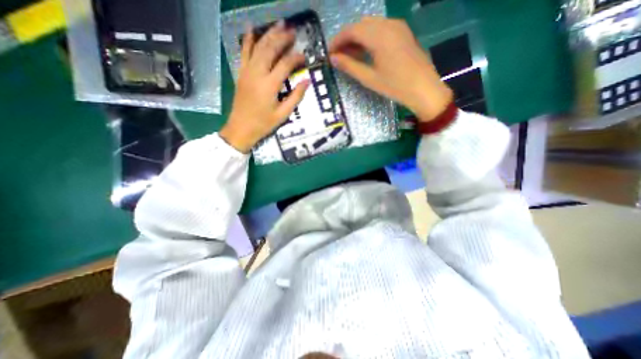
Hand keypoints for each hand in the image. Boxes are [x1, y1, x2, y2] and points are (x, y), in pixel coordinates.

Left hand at [220, 22, 310, 152]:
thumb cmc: (263, 124)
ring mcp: (247, 71)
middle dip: (283, 38)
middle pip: (271, 49)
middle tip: (293, 33)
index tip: (304, 57)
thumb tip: (307, 81)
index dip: (296, 58)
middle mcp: (258, 73)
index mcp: (270, 85)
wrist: (241, 128)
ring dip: (269, 34)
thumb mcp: (283, 114)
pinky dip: (248, 39)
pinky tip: (252, 29)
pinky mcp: (241, 73)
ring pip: (258, 46)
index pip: (285, 64)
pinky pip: (244, 52)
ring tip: (279, 25)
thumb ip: (295, 97)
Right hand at [327, 17, 452, 121]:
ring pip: (370, 25)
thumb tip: (333, 58)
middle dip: (346, 39)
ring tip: (350, 56)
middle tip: (339, 56)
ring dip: (357, 38)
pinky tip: (366, 52)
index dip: (337, 41)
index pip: (351, 30)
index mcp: (379, 36)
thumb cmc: (395, 86)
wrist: (424, 89)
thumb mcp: (369, 78)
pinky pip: (381, 29)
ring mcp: (398, 26)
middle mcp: (388, 25)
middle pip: (360, 25)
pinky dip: (369, 37)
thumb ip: (350, 66)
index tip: (329, 53)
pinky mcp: (403, 32)